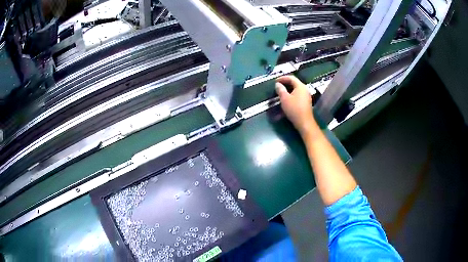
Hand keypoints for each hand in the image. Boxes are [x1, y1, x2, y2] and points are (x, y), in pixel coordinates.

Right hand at [275, 75, 318, 135]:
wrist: (304, 122)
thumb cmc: (294, 109)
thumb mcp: (284, 98)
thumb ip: (280, 90)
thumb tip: (278, 84)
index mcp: (300, 86)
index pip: (291, 78)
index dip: (283, 78)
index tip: (275, 81)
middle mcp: (304, 89)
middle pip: (294, 83)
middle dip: (285, 84)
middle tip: (277, 86)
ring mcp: (306, 96)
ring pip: (295, 90)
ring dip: (287, 90)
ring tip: (280, 93)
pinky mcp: (305, 102)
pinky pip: (297, 96)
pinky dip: (291, 96)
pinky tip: (286, 100)